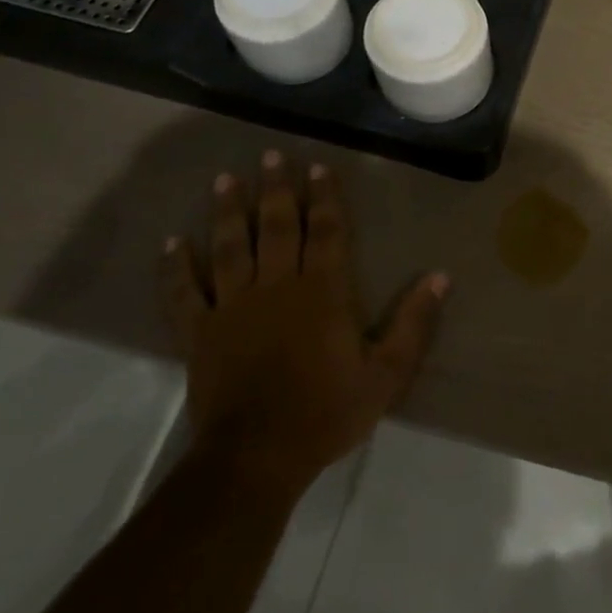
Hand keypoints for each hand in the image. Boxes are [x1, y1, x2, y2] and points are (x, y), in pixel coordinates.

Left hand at [160, 151, 447, 487]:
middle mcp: (276, 286)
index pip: (324, 231)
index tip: (318, 168)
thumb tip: (440, 277)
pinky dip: (175, 267)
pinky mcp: (199, 333)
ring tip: (224, 179)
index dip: (323, 197)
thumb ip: (413, 323)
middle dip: (275, 189)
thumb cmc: (327, 413)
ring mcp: (232, 307)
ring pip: (228, 247)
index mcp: (322, 292)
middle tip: (271, 155)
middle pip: (275, 227)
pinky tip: (171, 243)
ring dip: (227, 211)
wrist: (257, 457)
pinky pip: (183, 293)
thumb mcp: (386, 374)